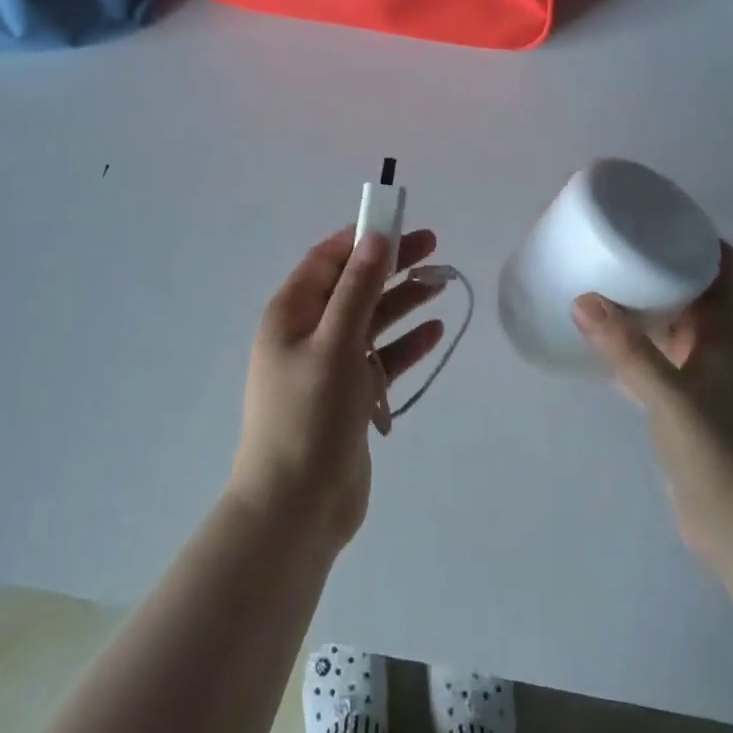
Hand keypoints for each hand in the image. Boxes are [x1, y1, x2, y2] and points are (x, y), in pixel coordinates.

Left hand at [230, 227, 447, 548]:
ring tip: (441, 283)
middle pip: (354, 286)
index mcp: (290, 314)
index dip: (361, 238)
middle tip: (432, 248)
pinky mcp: (350, 395)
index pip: (327, 260)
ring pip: (371, 320)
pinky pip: (381, 358)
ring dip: (402, 301)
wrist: (296, 508)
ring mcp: (330, 365)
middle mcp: (308, 333)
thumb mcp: (334, 344)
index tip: (399, 223)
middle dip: (390, 266)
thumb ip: (357, 289)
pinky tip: (433, 332)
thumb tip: (375, 237)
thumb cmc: (308, 417)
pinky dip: (404, 344)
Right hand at [573, 242, 732, 571]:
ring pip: (673, 323)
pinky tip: (602, 342)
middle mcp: (717, 348)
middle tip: (614, 244)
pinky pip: (657, 357)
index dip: (697, 236)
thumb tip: (583, 300)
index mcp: (726, 336)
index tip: (655, 214)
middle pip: (693, 289)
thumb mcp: (673, 400)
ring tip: (601, 282)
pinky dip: (634, 342)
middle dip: (660, 262)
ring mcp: (701, 378)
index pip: (722, 267)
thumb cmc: (723, 459)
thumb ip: (629, 353)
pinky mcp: (684, 406)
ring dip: (645, 302)